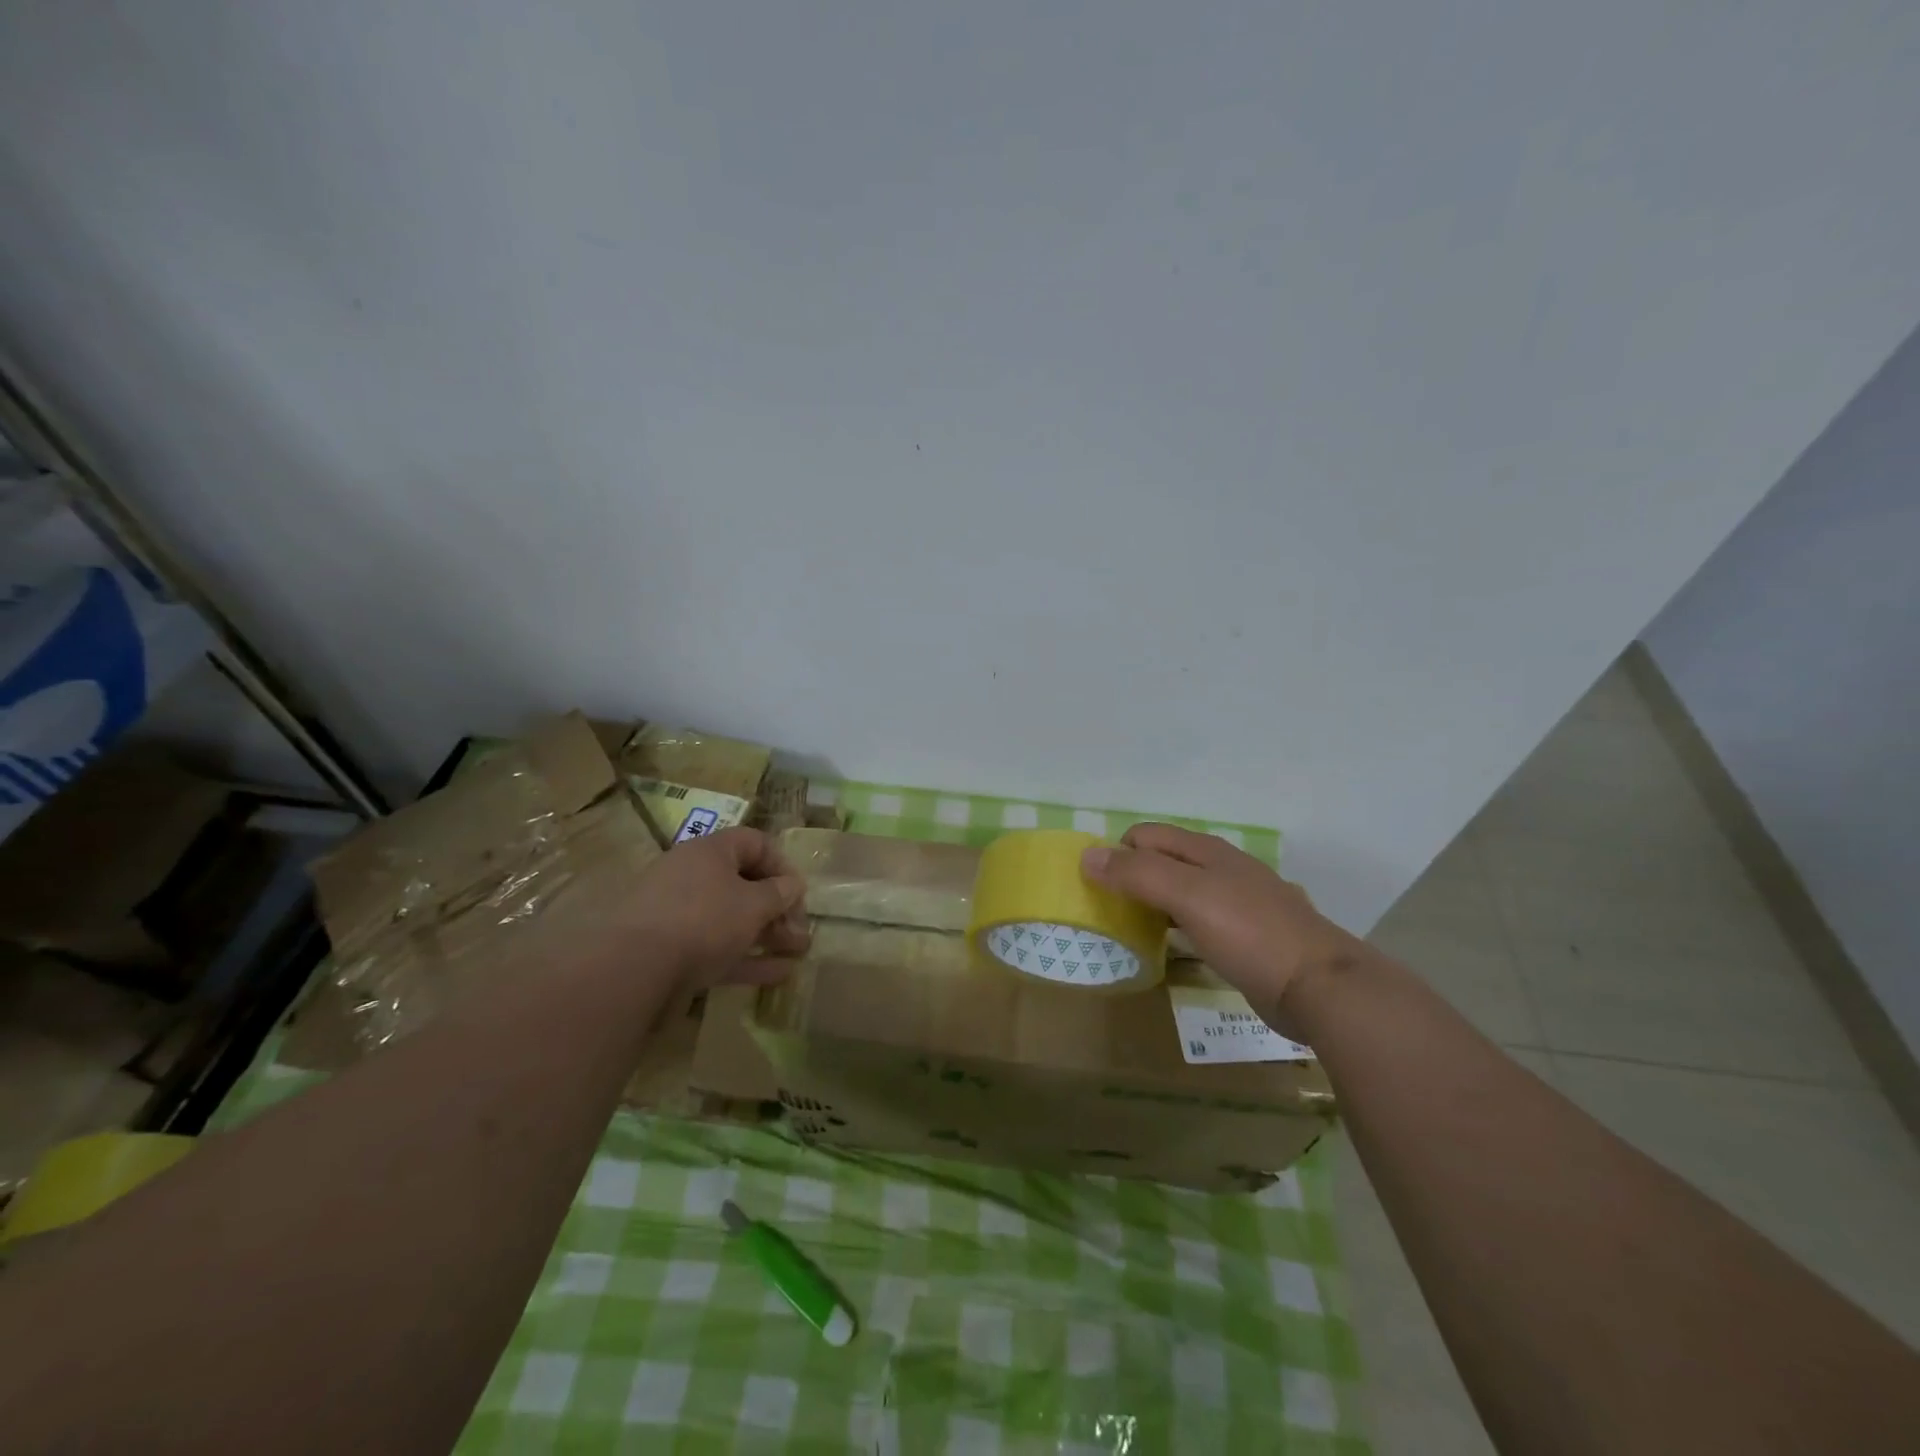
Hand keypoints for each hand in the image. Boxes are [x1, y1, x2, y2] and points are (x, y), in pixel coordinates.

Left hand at [619, 826, 809, 988]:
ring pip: (732, 919)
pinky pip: (716, 947)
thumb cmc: (703, 920)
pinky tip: (777, 974)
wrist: (633, 969)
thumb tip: (792, 885)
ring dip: (767, 935)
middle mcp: (692, 875)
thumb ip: (779, 894)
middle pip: (744, 884)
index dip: (782, 866)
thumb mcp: (753, 905)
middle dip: (778, 909)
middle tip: (801, 933)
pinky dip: (746, 958)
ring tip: (798, 955)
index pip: (755, 843)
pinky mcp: (670, 950)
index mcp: (710, 852)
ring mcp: (678, 914)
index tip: (798, 893)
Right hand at [1081, 823, 1357, 1022]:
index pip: (1145, 836)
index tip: (1097, 888)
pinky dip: (1176, 926)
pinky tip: (1171, 947)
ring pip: (1180, 891)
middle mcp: (1221, 869)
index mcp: (1206, 852)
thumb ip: (1137, 874)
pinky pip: (1197, 920)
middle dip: (1132, 877)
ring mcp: (1237, 903)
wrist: (1319, 986)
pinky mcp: (1246, 936)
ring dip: (1152, 903)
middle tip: (1108, 911)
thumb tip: (1087, 855)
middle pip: (1163, 860)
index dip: (1117, 854)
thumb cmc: (1249, 933)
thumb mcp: (1187, 896)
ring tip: (1130, 929)